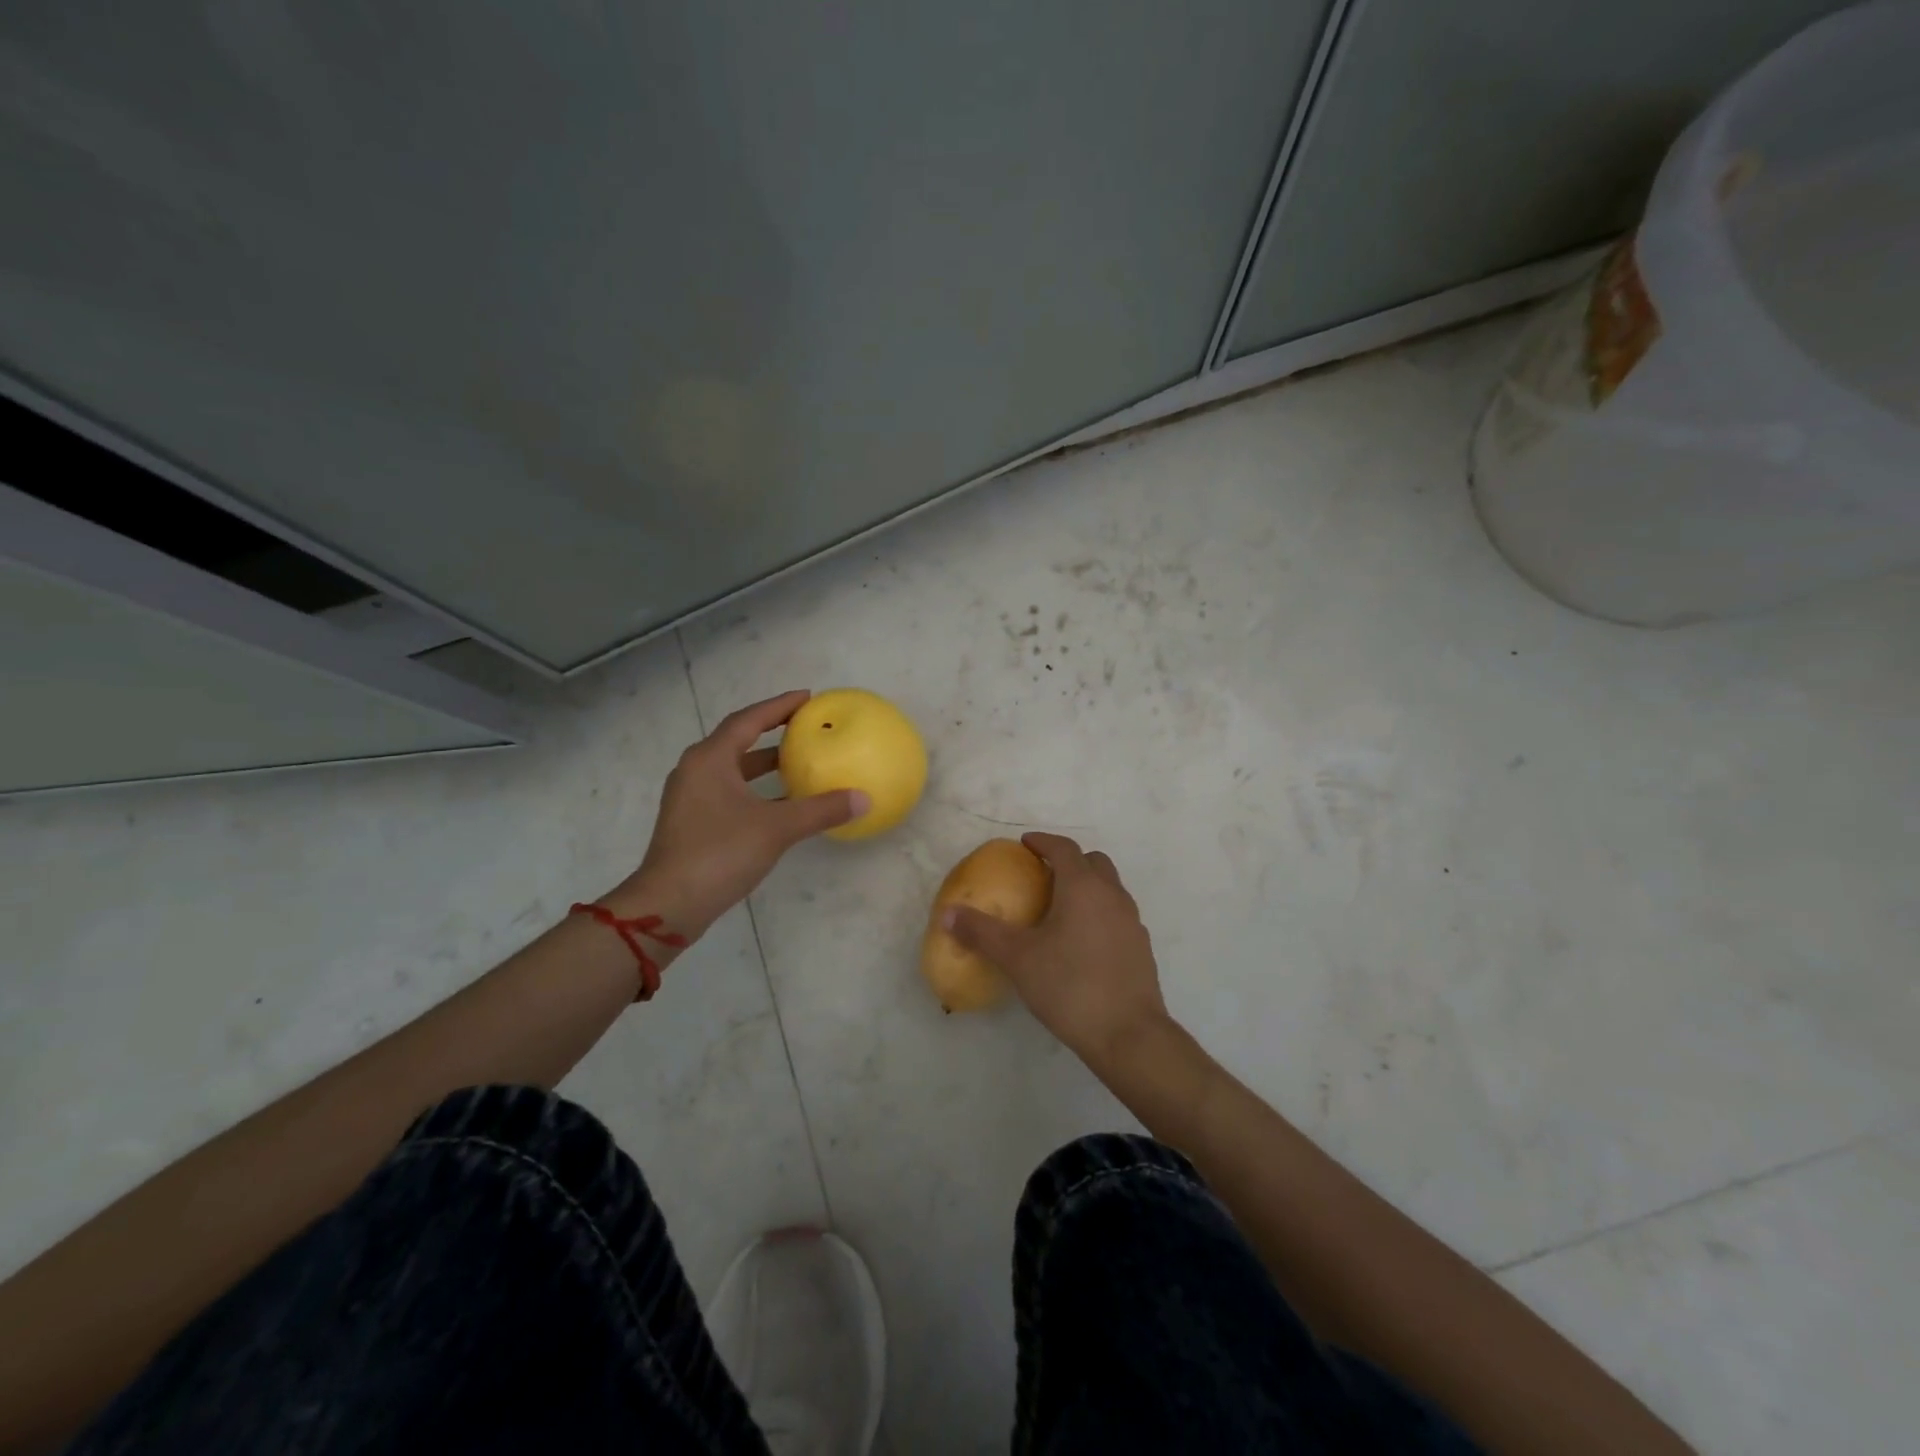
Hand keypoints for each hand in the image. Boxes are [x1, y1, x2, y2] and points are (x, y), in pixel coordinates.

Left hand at [608, 691, 866, 939]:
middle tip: (805, 727)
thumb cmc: (720, 854)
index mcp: (710, 759)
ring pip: (733, 769)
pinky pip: (730, 791)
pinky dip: (756, 789)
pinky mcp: (693, 822)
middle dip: (771, 731)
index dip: (778, 706)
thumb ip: (820, 810)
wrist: (669, 904)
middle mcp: (696, 770)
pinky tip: (782, 802)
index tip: (807, 698)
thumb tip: (862, 798)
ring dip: (764, 763)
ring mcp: (691, 797)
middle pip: (737, 740)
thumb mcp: (776, 828)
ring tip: (799, 761)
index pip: (748, 720)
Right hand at [943, 832, 1170, 1070]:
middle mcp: (1112, 895)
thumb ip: (981, 932)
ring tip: (1060, 909)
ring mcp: (1132, 921)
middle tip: (1042, 875)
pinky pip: (1117, 915)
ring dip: (1087, 887)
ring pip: (1109, 888)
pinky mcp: (1141, 947)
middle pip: (1093, 862)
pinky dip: (1099, 913)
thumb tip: (947, 913)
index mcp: (1083, 886)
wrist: (1128, 1035)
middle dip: (1068, 861)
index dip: (1042, 842)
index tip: (1024, 845)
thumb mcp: (1017, 958)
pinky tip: (1081, 942)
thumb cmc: (1069, 986)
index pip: (1064, 848)